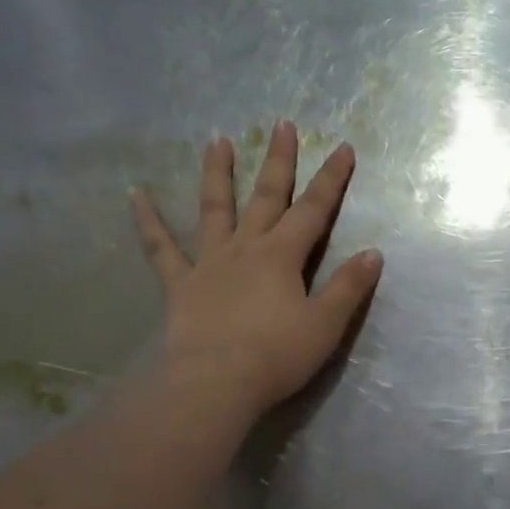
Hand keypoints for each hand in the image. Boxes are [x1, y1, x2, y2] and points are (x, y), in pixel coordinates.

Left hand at [130, 121, 382, 426]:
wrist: (216, 383)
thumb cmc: (277, 355)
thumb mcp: (326, 324)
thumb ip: (349, 287)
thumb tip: (373, 253)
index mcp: (283, 256)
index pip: (314, 210)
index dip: (331, 179)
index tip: (343, 148)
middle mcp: (246, 248)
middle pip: (266, 197)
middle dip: (278, 161)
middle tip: (283, 125)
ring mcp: (209, 263)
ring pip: (214, 208)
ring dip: (217, 173)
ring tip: (217, 140)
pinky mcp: (180, 284)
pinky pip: (160, 247)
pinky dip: (147, 220)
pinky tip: (135, 194)